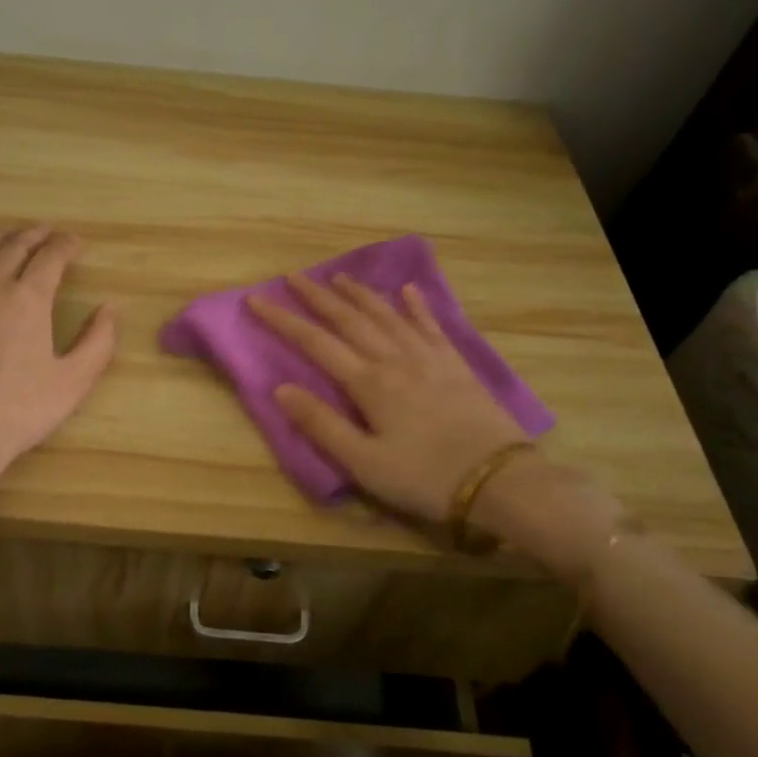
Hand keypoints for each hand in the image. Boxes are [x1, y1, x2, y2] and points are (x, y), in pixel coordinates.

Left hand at [0, 226, 115, 504]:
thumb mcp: (73, 382)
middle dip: (37, 234)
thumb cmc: (17, 413)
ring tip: (16, 237)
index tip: (78, 244)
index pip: (51, 256)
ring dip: (3, 238)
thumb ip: (99, 341)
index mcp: (28, 299)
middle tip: (51, 232)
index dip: (67, 245)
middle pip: (15, 246)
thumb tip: (109, 307)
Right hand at [246, 272, 627, 581]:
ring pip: (387, 314)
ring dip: (360, 294)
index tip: (257, 299)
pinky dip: (417, 306)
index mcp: (369, 382)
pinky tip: (408, 290)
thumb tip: (281, 388)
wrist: (500, 481)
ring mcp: (429, 357)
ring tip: (339, 278)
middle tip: (293, 276)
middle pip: (350, 319)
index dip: (283, 320)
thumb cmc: (425, 478)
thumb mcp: (365, 463)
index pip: (315, 343)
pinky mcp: (456, 364)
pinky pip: (431, 325)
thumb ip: (322, 425)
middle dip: (318, 296)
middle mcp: (395, 358)